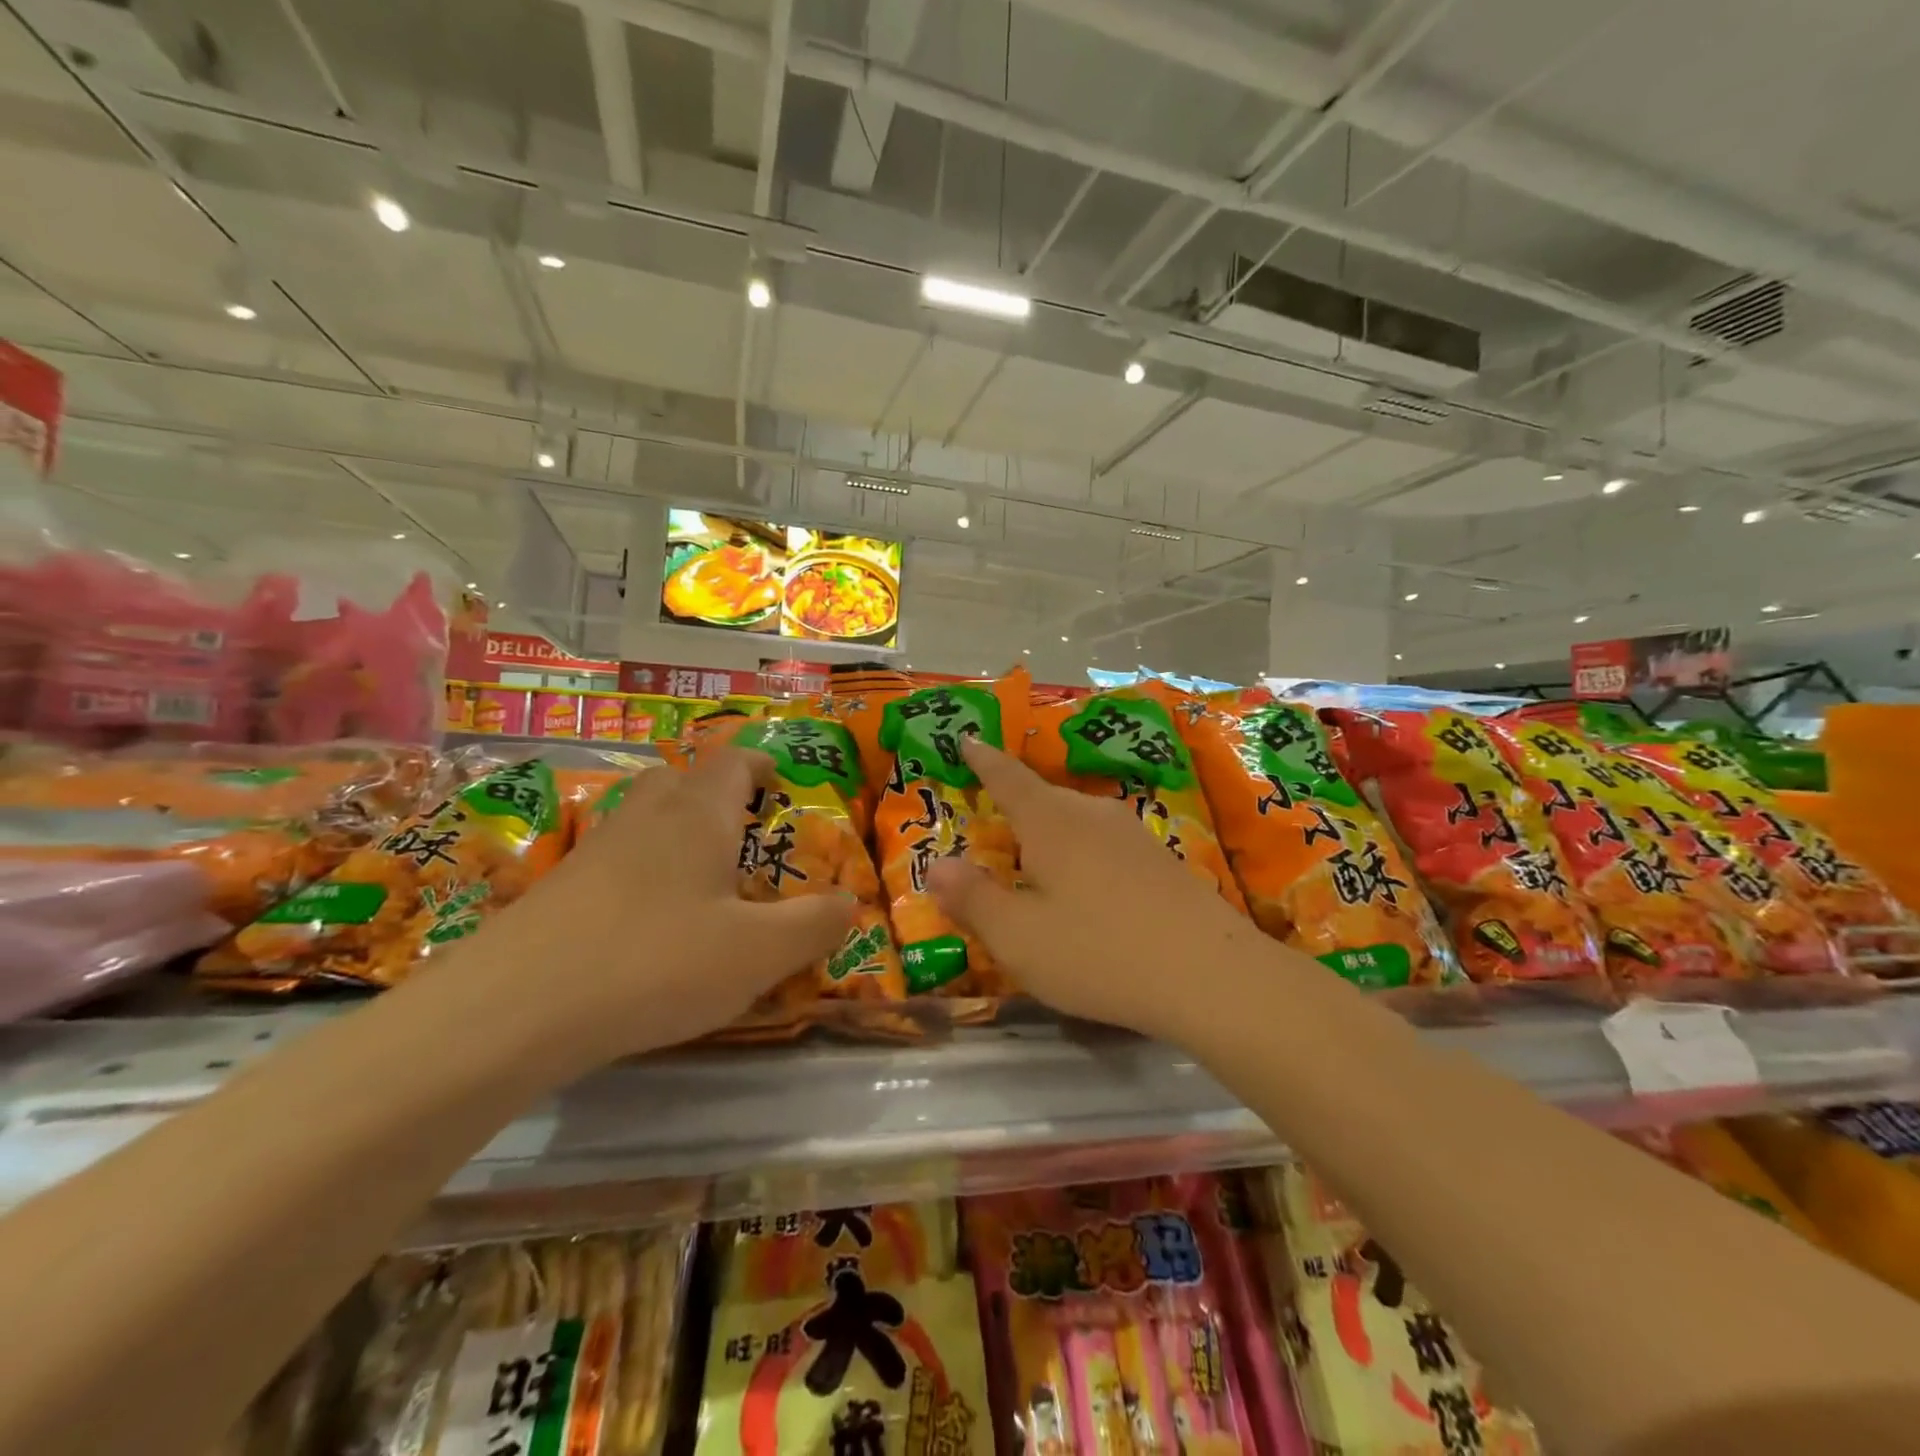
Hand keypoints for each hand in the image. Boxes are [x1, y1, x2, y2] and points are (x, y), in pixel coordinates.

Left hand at [481, 749, 853, 1064]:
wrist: (513, 1009)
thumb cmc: (656, 962)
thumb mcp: (757, 953)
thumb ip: (812, 925)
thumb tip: (847, 903)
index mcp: (698, 815)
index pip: (733, 763)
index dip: (760, 766)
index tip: (780, 785)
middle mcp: (645, 818)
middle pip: (681, 779)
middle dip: (714, 794)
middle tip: (741, 834)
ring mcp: (593, 851)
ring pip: (642, 817)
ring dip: (673, 832)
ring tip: (700, 881)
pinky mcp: (557, 890)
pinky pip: (613, 860)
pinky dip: (639, 873)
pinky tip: (646, 924)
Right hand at [927, 738, 1271, 1041]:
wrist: (1211, 975)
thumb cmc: (1099, 952)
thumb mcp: (1018, 938)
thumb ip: (973, 899)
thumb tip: (936, 867)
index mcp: (1050, 821)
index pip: (1007, 777)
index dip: (982, 760)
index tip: (967, 739)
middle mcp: (1091, 815)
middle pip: (1043, 798)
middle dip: (1015, 805)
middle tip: (992, 823)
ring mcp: (1133, 835)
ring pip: (1077, 822)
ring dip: (1051, 834)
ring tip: (1035, 861)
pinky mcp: (1162, 861)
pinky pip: (1104, 844)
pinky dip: (1082, 855)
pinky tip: (1087, 890)